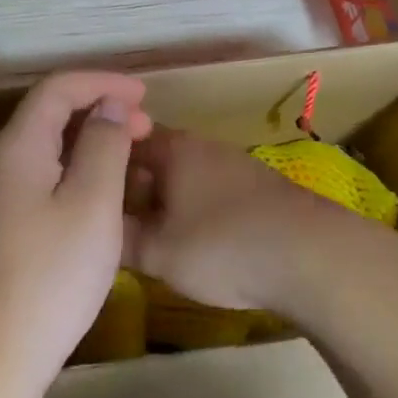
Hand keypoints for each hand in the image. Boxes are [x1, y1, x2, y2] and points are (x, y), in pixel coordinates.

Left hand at [0, 72, 153, 391]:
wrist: (4, 345)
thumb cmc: (56, 270)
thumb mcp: (93, 201)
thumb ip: (104, 143)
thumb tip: (110, 105)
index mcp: (19, 146)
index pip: (58, 88)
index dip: (102, 82)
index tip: (145, 94)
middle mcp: (3, 159)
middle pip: (50, 112)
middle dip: (99, 108)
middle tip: (146, 126)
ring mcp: (2, 191)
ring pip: (50, 143)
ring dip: (91, 136)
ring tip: (132, 150)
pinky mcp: (8, 218)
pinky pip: (47, 171)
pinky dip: (79, 164)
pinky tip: (105, 186)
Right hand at [122, 128, 378, 318]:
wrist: (312, 256)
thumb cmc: (223, 247)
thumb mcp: (158, 253)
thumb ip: (121, 239)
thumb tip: (97, 229)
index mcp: (171, 149)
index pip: (121, 140)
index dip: (99, 164)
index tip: (84, 192)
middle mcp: (201, 146)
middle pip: (153, 158)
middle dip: (131, 187)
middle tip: (113, 222)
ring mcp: (234, 164)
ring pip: (183, 175)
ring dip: (163, 199)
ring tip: (149, 236)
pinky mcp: (259, 187)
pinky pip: (209, 190)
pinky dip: (193, 208)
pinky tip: (194, 240)